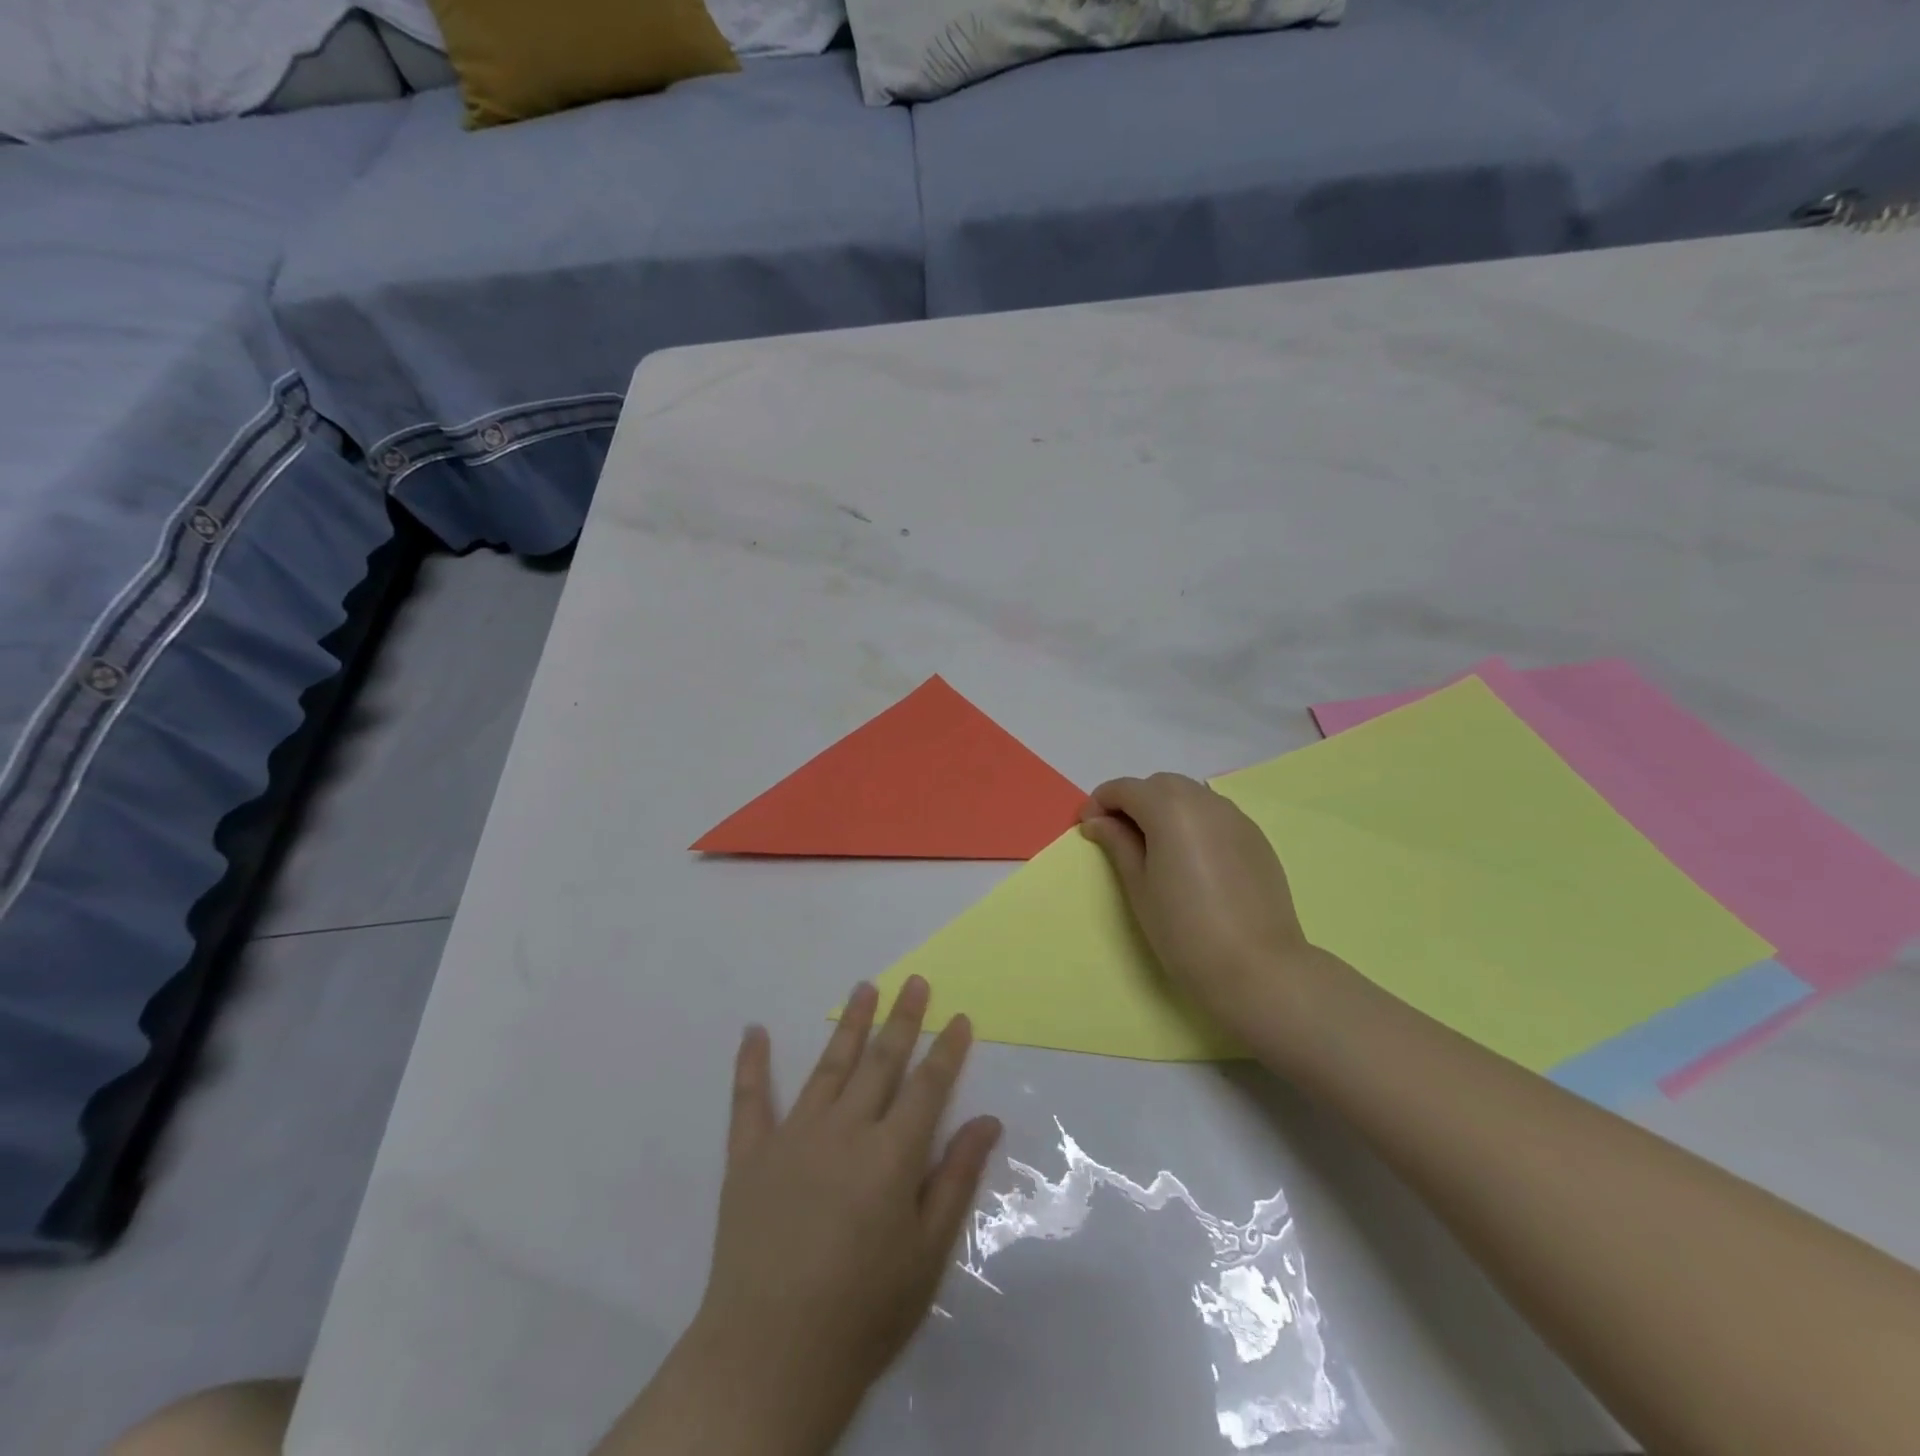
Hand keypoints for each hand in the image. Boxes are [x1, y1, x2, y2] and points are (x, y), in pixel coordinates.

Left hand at [687, 977, 1001, 1450]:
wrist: (769, 1358)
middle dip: (902, 1019)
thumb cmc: (863, 1311)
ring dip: (849, 1024)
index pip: (927, 1085)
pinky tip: (754, 1031)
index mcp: (892, 1154)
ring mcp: (794, 1136)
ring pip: (828, 1066)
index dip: (946, 1049)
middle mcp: (845, 1129)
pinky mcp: (750, 1155)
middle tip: (914, 981)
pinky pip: (750, 1100)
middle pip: (881, 1062)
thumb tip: (986, 1120)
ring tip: (864, 987)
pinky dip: (751, 1063)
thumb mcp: (927, 1254)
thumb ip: (956, 1179)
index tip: (959, 1017)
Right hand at [1078, 773, 1313, 1033]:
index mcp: (1170, 810)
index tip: (1088, 827)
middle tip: (1119, 836)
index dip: (1100, 802)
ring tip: (1155, 847)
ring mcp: (1236, 818)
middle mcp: (1205, 802)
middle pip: (1160, 785)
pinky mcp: (1256, 838)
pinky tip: (1191, 858)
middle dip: (1134, 800)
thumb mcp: (1139, 887)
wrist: (1256, 968)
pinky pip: (1215, 814)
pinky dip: (1194, 822)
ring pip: (1191, 796)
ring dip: (1166, 808)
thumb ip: (1117, 844)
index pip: (1126, 789)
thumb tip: (1097, 821)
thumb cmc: (1183, 931)